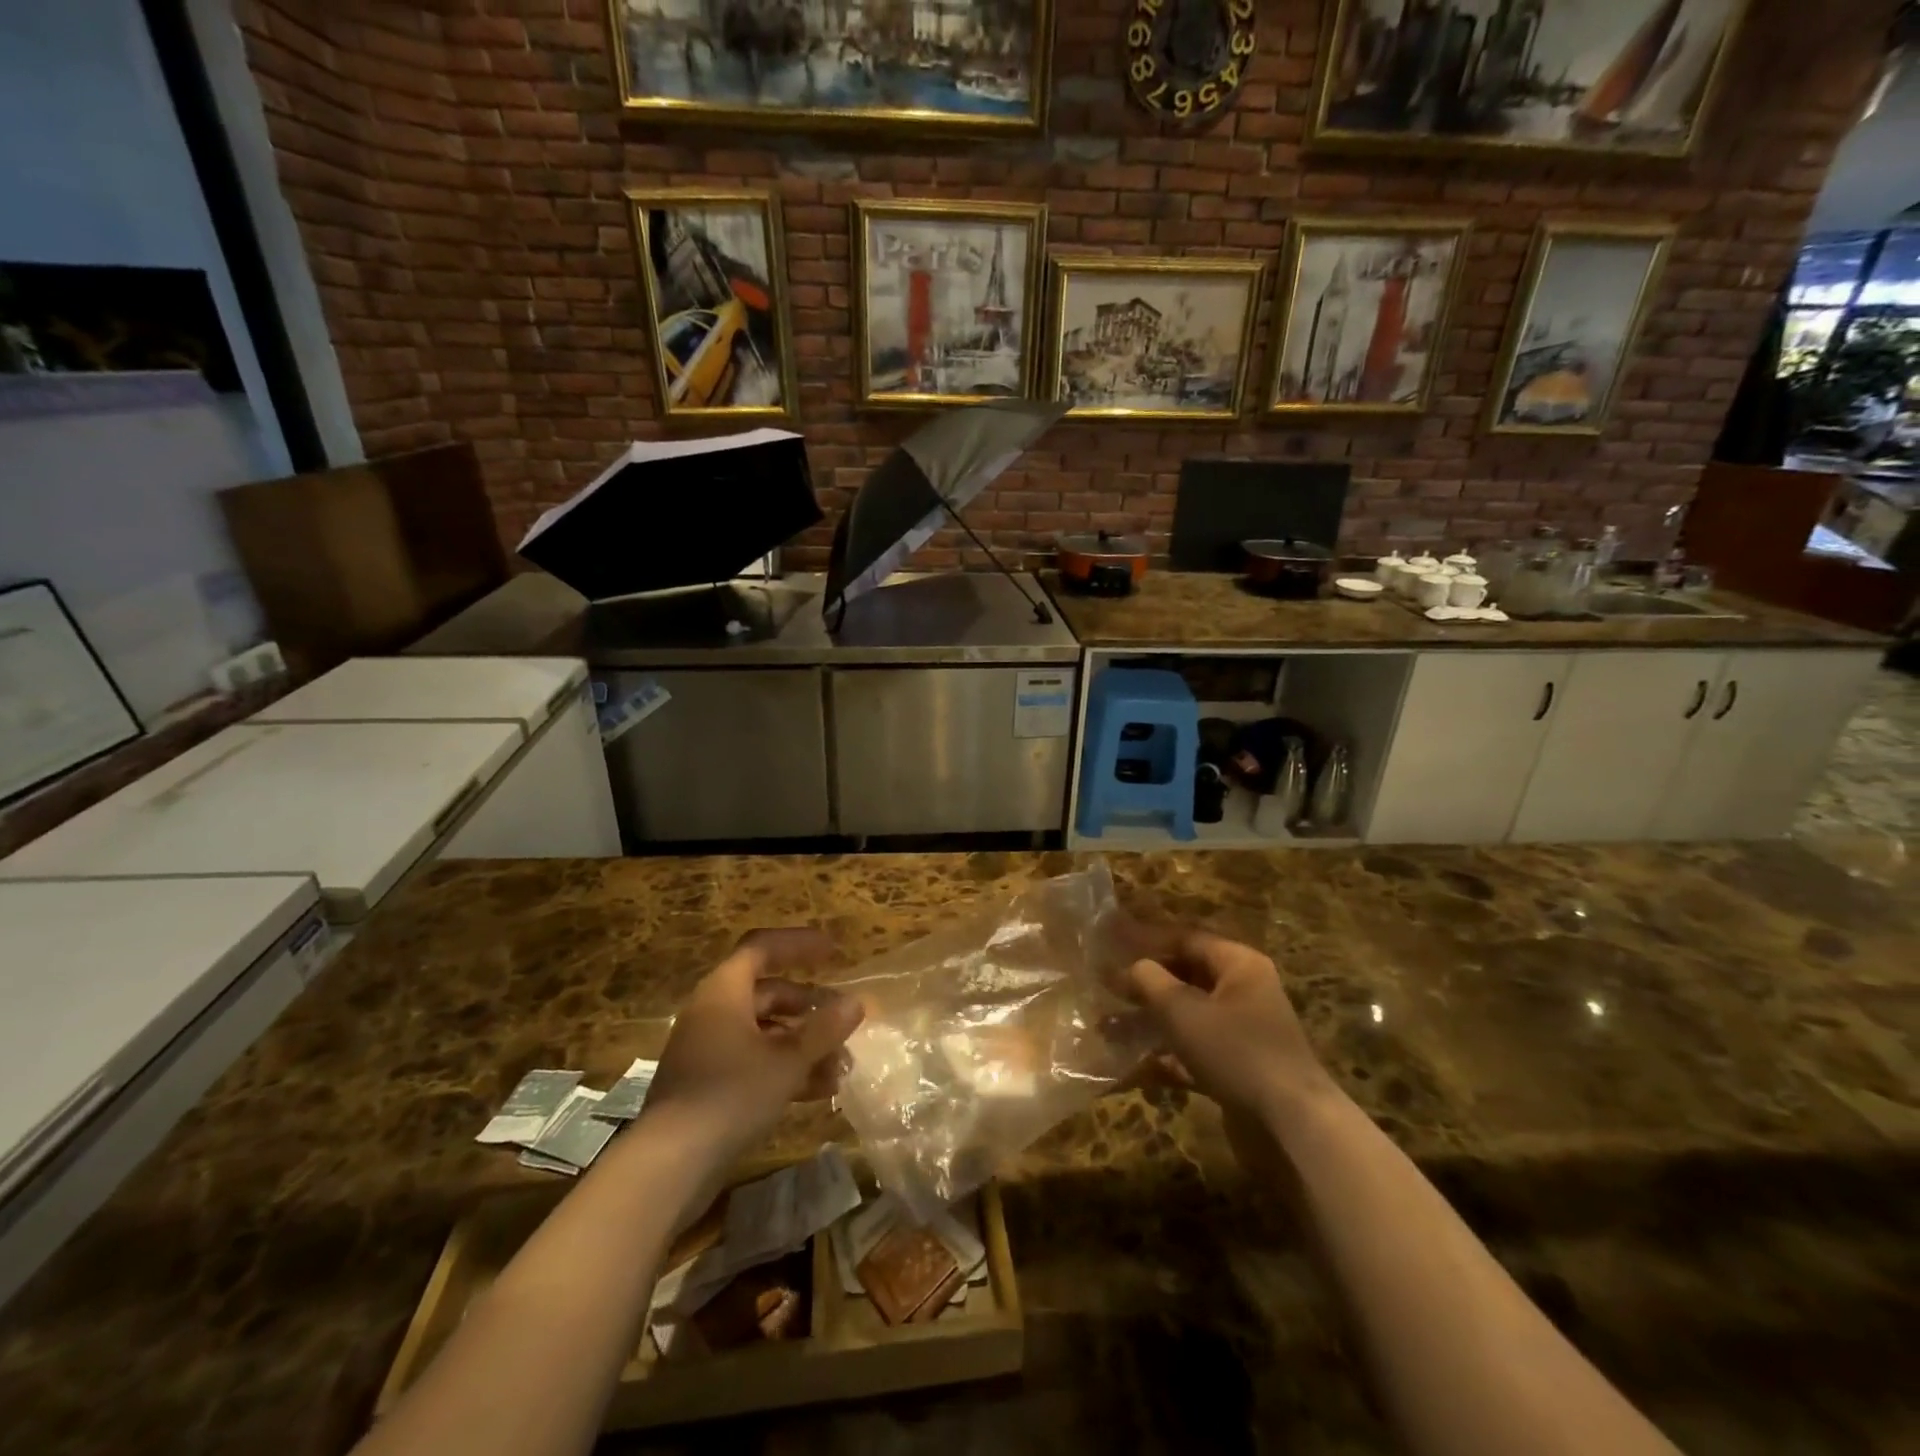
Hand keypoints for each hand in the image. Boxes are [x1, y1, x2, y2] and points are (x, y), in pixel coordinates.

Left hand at [643, 929, 863, 1161]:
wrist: (669, 1164)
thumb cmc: (730, 1094)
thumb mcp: (787, 1060)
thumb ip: (823, 1029)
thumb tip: (857, 1002)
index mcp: (725, 991)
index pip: (763, 948)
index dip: (799, 945)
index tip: (834, 953)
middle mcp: (714, 1012)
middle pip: (768, 993)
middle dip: (810, 1007)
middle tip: (845, 1020)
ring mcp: (709, 1049)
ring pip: (765, 1032)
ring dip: (804, 1044)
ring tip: (842, 1065)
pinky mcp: (709, 1084)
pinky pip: (754, 1061)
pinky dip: (785, 1068)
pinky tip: (819, 1091)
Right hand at [1124, 930, 1333, 1124]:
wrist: (1290, 1126)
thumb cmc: (1235, 1051)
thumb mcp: (1182, 1010)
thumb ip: (1150, 981)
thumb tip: (1132, 967)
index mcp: (1239, 965)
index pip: (1186, 939)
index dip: (1146, 939)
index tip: (1111, 943)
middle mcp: (1244, 992)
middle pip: (1185, 977)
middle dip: (1144, 984)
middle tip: (1104, 986)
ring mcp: (1243, 1034)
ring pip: (1187, 1017)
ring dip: (1149, 1021)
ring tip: (1107, 1027)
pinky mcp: (1238, 1070)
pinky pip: (1194, 1052)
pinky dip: (1165, 1056)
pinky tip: (1132, 1066)